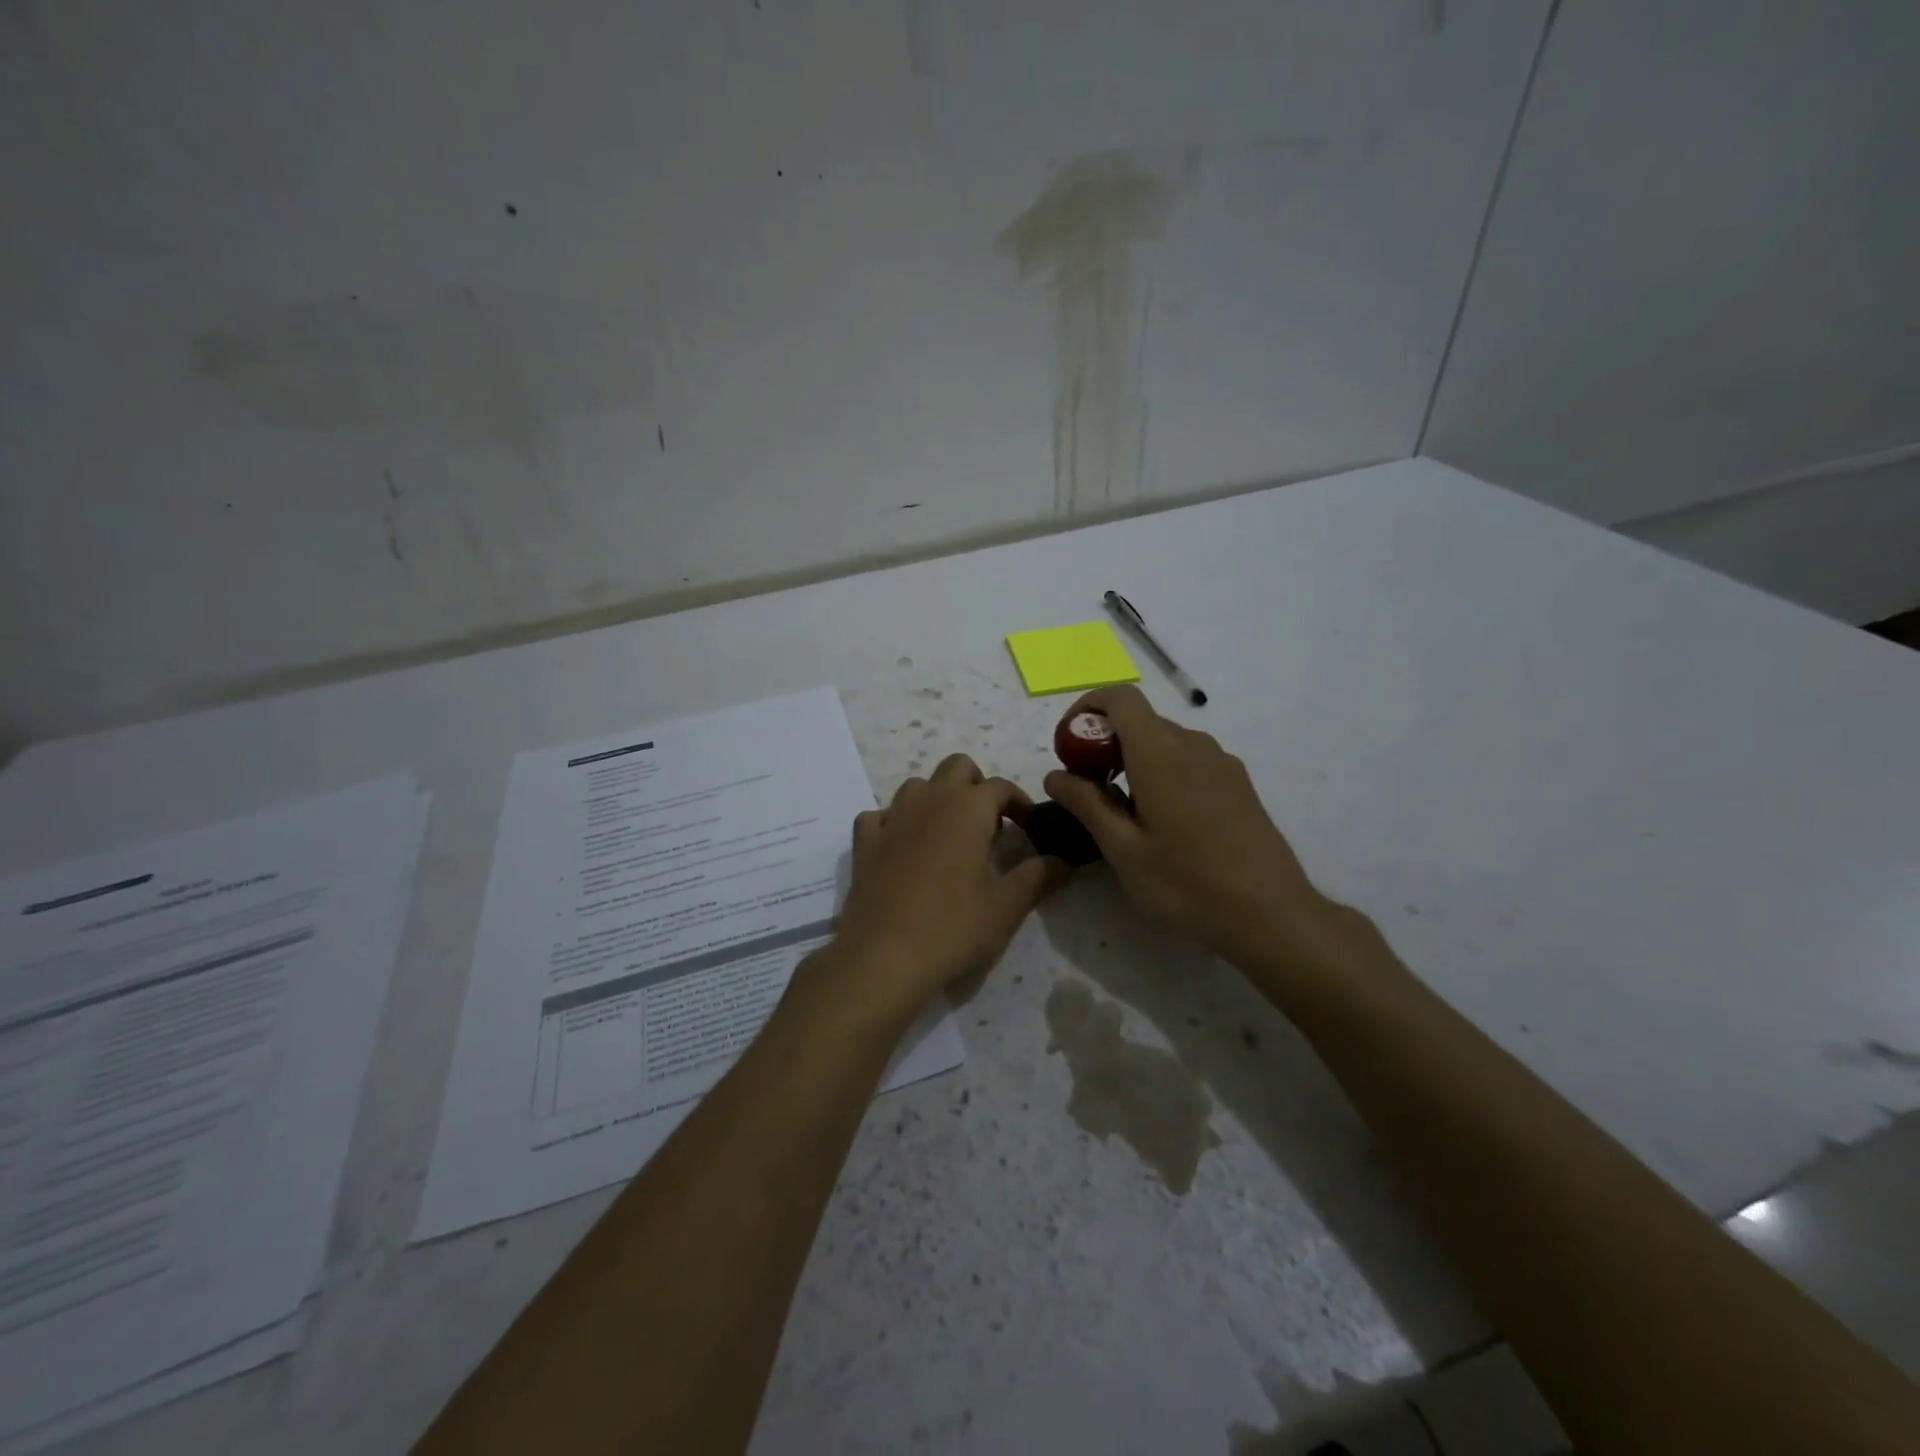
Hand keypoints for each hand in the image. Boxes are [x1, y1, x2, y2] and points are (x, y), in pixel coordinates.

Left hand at [827, 754, 1068, 1016]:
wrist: (885, 956)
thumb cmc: (954, 926)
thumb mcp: (1007, 906)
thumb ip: (1037, 877)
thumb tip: (1062, 862)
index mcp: (968, 808)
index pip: (1001, 786)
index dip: (1020, 802)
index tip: (1029, 827)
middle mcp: (929, 800)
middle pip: (957, 767)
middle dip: (976, 786)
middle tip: (988, 824)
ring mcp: (892, 818)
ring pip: (917, 786)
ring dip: (936, 799)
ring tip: (947, 835)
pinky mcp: (865, 843)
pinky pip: (879, 816)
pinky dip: (894, 823)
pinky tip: (901, 847)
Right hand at [1042, 686, 1332, 968]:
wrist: (1272, 914)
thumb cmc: (1187, 883)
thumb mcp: (1123, 849)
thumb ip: (1087, 804)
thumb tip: (1055, 774)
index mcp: (1160, 753)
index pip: (1120, 698)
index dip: (1087, 708)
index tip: (1068, 745)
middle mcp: (1193, 744)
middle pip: (1141, 720)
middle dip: (1105, 742)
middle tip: (1086, 789)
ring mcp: (1222, 762)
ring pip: (1166, 741)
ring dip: (1133, 759)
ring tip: (1121, 811)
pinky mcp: (1239, 784)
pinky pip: (1190, 760)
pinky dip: (1163, 771)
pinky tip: (1163, 821)